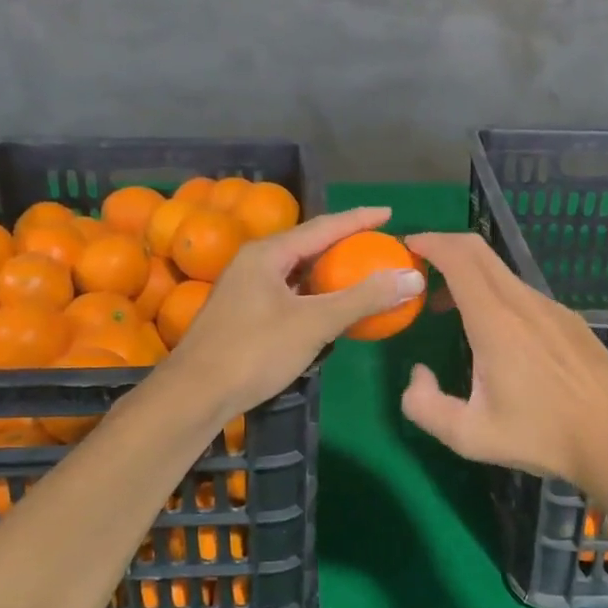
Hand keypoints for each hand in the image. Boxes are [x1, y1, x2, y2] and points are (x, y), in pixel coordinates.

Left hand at [165, 207, 425, 423]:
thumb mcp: (314, 323)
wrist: (195, 395)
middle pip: (309, 246)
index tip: (388, 213)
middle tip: (378, 246)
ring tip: (361, 274)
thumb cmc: (254, 351)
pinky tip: (329, 310)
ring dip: (329, 273)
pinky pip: (289, 294)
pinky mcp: (244, 315)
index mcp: (268, 254)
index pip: (323, 227)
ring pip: (297, 272)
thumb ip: (363, 298)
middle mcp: (254, 264)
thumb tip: (412, 277)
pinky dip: (314, 297)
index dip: (358, 219)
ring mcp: (246, 290)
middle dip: (345, 245)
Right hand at [398, 233, 607, 486]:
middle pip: (479, 251)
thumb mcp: (470, 436)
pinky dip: (495, 293)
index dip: (430, 243)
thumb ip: (425, 406)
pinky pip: (523, 292)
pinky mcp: (570, 320)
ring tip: (449, 308)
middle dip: (444, 248)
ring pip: (501, 272)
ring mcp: (552, 308)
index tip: (408, 246)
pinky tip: (496, 332)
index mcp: (495, 321)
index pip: (458, 258)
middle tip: (419, 270)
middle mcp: (523, 302)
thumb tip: (417, 374)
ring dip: (469, 275)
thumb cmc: (543, 436)